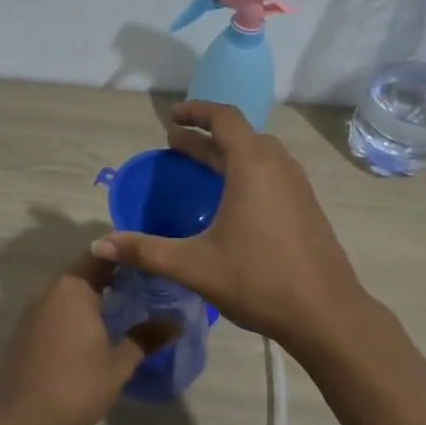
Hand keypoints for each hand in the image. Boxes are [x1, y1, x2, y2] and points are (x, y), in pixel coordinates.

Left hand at [0, 253, 179, 424]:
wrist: (19, 418)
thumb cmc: (74, 385)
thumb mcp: (118, 364)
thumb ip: (146, 338)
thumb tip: (177, 322)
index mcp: (73, 288)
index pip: (103, 254)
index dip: (128, 254)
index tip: (151, 262)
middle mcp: (51, 290)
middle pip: (86, 269)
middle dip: (115, 274)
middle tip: (147, 284)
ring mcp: (35, 309)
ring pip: (71, 289)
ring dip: (96, 292)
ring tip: (127, 304)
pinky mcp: (27, 328)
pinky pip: (58, 306)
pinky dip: (78, 308)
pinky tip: (96, 327)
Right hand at [90, 101, 367, 348]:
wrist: (326, 313)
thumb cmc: (258, 280)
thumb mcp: (194, 265)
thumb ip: (145, 251)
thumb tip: (99, 245)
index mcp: (253, 166)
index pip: (225, 117)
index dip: (196, 112)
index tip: (172, 118)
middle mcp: (279, 166)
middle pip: (241, 135)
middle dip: (207, 136)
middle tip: (177, 146)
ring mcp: (298, 186)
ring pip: (260, 155)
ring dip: (229, 154)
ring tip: (202, 168)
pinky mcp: (307, 207)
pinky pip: (273, 174)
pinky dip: (248, 172)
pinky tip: (234, 202)